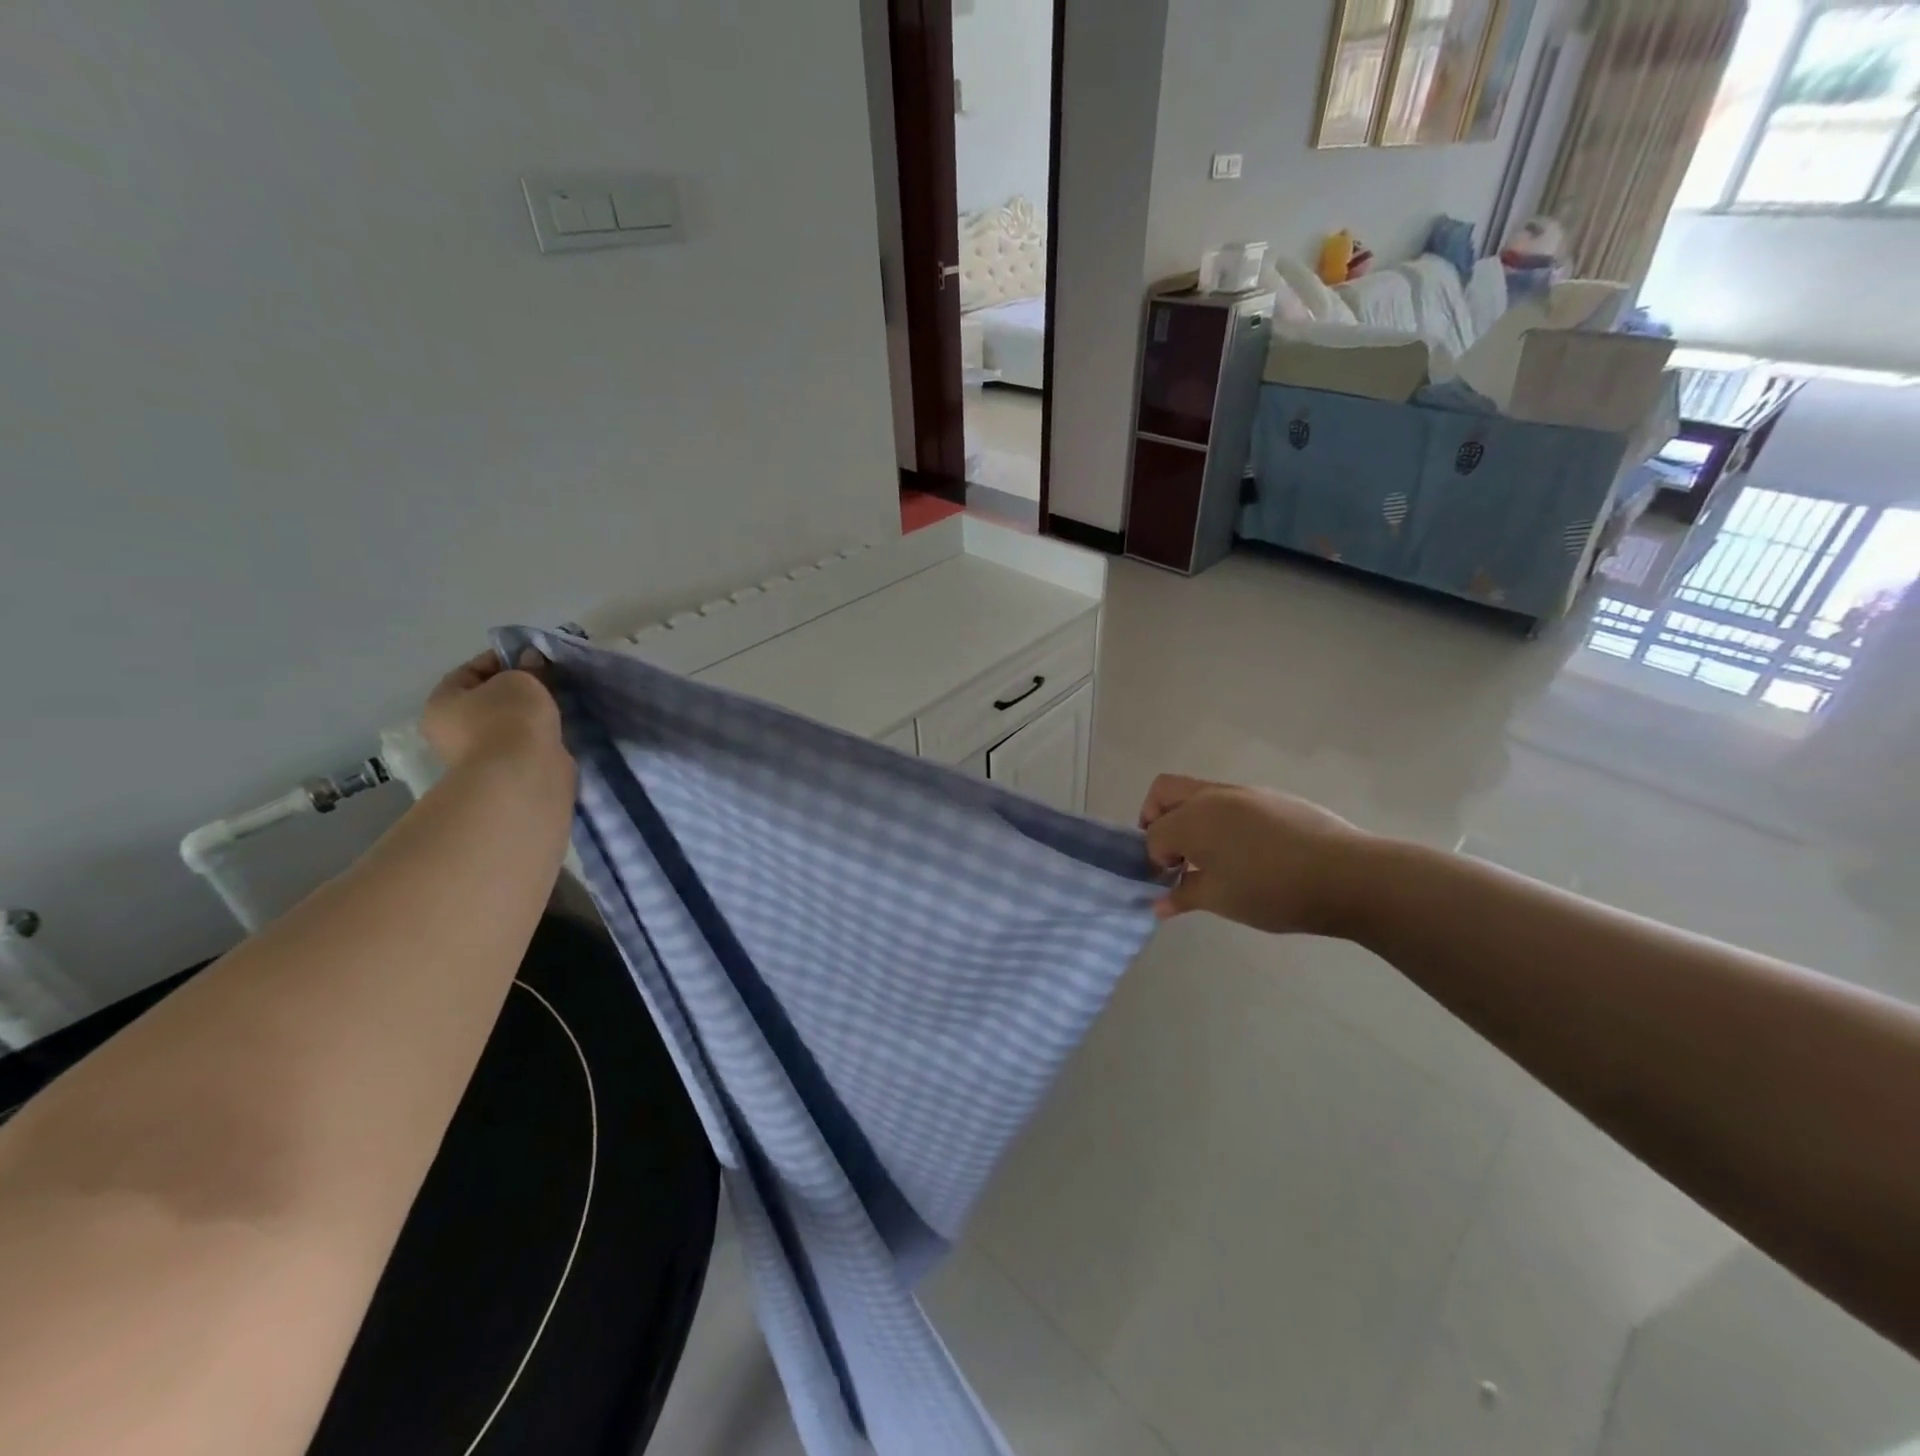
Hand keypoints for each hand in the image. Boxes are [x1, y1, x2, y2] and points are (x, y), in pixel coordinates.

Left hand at [421, 650, 567, 772]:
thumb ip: (526, 666)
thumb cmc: (510, 718)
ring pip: (509, 721)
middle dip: (519, 687)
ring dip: (531, 712)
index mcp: (442, 703)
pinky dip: (540, 733)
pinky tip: (560, 725)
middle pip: (489, 698)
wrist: (523, 774)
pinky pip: (524, 741)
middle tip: (550, 679)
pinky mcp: (506, 770)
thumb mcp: (520, 680)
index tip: (534, 656)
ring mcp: (479, 754)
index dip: (502, 659)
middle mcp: (452, 729)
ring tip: (560, 701)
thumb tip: (531, 658)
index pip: (470, 671)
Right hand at [1139, 774, 1369, 932]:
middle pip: (1164, 791)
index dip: (1154, 859)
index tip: (1169, 883)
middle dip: (1155, 818)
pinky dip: (1221, 820)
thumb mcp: (1222, 899)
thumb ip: (1184, 896)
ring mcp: (1244, 792)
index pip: (1153, 833)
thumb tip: (1159, 904)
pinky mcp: (1272, 797)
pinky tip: (1247, 853)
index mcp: (1193, 818)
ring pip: (1199, 793)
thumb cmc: (1273, 891)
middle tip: (1172, 853)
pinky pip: (1230, 801)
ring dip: (1190, 818)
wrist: (1348, 875)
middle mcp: (1212, 796)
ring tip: (1212, 858)